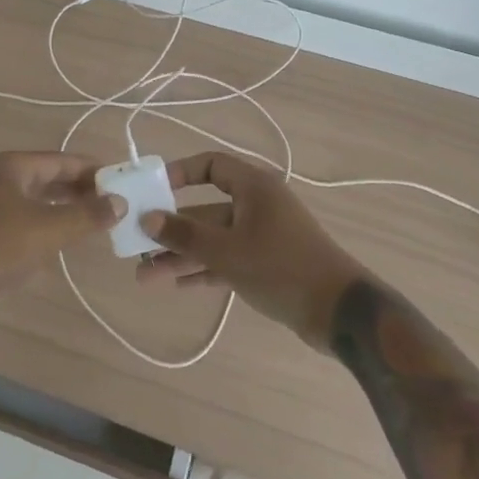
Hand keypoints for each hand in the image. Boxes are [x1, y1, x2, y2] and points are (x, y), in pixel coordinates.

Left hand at [0, 152, 126, 311]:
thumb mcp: (47, 229)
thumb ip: (86, 215)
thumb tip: (119, 202)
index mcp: (9, 165)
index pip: (60, 160)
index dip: (91, 170)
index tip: (120, 180)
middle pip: (46, 176)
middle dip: (79, 189)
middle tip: (112, 202)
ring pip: (33, 197)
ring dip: (62, 206)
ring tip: (93, 219)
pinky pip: (21, 214)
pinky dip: (44, 220)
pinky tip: (60, 236)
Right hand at [136, 152, 369, 349]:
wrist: (341, 314)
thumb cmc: (282, 268)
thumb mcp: (228, 252)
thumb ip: (185, 235)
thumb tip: (147, 218)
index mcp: (253, 187)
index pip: (211, 164)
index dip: (180, 173)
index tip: (153, 190)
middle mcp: (256, 205)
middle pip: (205, 208)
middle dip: (172, 229)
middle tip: (137, 244)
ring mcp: (262, 236)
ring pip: (213, 239)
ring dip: (182, 255)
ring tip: (145, 275)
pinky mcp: (266, 264)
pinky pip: (226, 259)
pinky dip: (204, 269)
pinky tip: (177, 284)